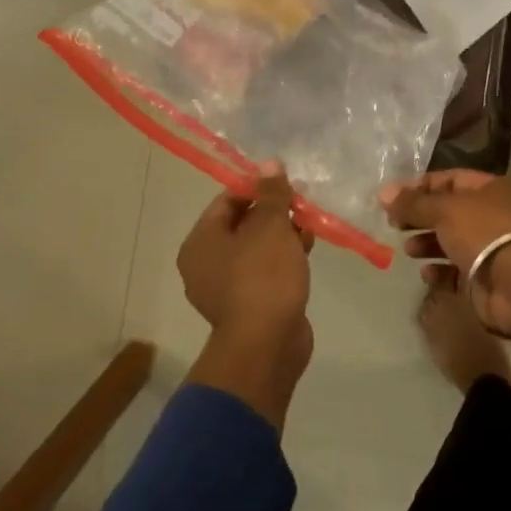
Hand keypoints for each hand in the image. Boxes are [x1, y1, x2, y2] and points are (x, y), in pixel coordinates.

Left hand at [179, 166, 315, 431]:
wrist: (267, 346)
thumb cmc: (263, 277)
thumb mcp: (270, 226)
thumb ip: (271, 193)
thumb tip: (269, 164)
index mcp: (201, 242)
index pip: (226, 200)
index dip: (257, 187)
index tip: (285, 183)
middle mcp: (206, 264)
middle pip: (242, 223)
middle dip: (274, 212)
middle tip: (301, 205)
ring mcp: (226, 287)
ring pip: (256, 248)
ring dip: (282, 235)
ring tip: (309, 229)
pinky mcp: (249, 305)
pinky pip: (264, 271)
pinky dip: (283, 259)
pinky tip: (307, 252)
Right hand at [381, 171, 510, 337]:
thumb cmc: (483, 233)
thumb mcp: (444, 210)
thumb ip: (413, 203)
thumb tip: (384, 192)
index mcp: (490, 190)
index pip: (449, 180)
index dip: (420, 186)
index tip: (392, 197)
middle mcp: (491, 216)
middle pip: (448, 211)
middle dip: (420, 217)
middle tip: (394, 224)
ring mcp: (488, 249)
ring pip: (451, 242)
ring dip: (427, 243)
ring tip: (409, 249)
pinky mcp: (483, 279)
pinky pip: (455, 272)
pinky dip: (439, 271)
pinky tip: (426, 272)